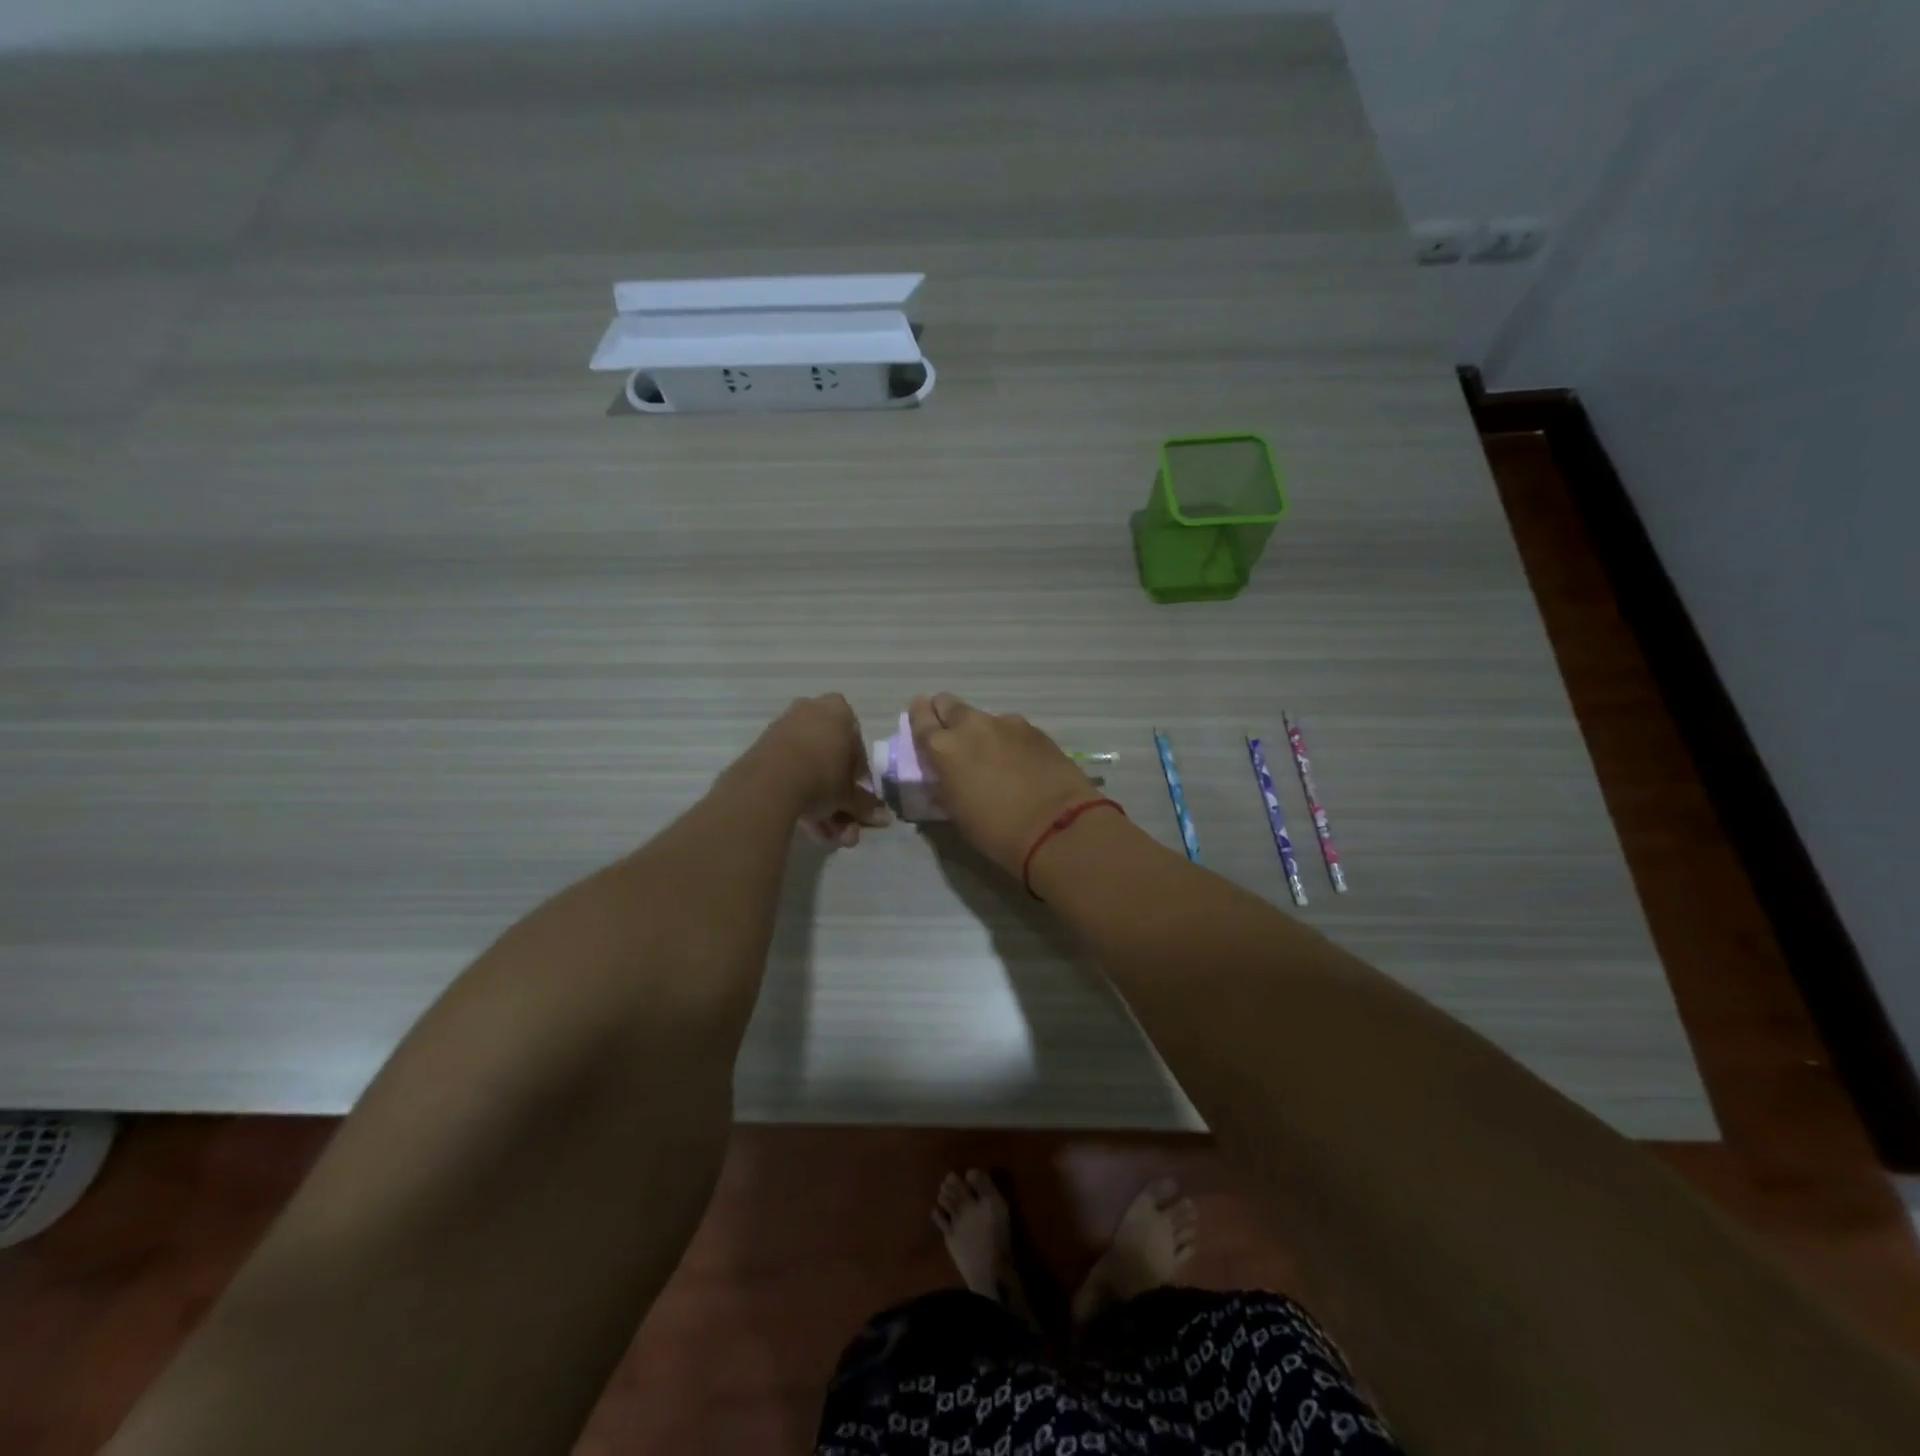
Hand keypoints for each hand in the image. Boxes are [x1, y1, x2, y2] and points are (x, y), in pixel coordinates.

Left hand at [750, 694, 890, 848]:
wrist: (769, 783)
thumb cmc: (822, 777)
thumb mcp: (849, 794)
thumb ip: (865, 804)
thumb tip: (885, 819)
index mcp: (839, 712)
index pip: (857, 744)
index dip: (859, 774)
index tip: (857, 795)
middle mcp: (811, 711)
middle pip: (831, 758)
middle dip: (838, 795)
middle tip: (845, 821)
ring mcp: (784, 728)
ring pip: (810, 769)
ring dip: (821, 803)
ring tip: (828, 835)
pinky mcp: (763, 749)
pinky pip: (789, 772)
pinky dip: (800, 796)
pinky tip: (809, 828)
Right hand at [907, 693, 1103, 874]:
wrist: (1055, 826)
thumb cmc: (996, 830)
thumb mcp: (955, 812)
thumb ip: (943, 784)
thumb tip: (943, 775)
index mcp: (943, 747)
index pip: (920, 716)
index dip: (918, 717)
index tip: (921, 722)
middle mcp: (972, 725)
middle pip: (949, 703)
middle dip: (946, 715)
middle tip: (953, 738)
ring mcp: (1006, 723)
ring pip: (983, 717)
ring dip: (981, 731)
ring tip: (992, 757)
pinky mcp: (1034, 729)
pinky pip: (1010, 728)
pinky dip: (1008, 740)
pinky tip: (1018, 762)